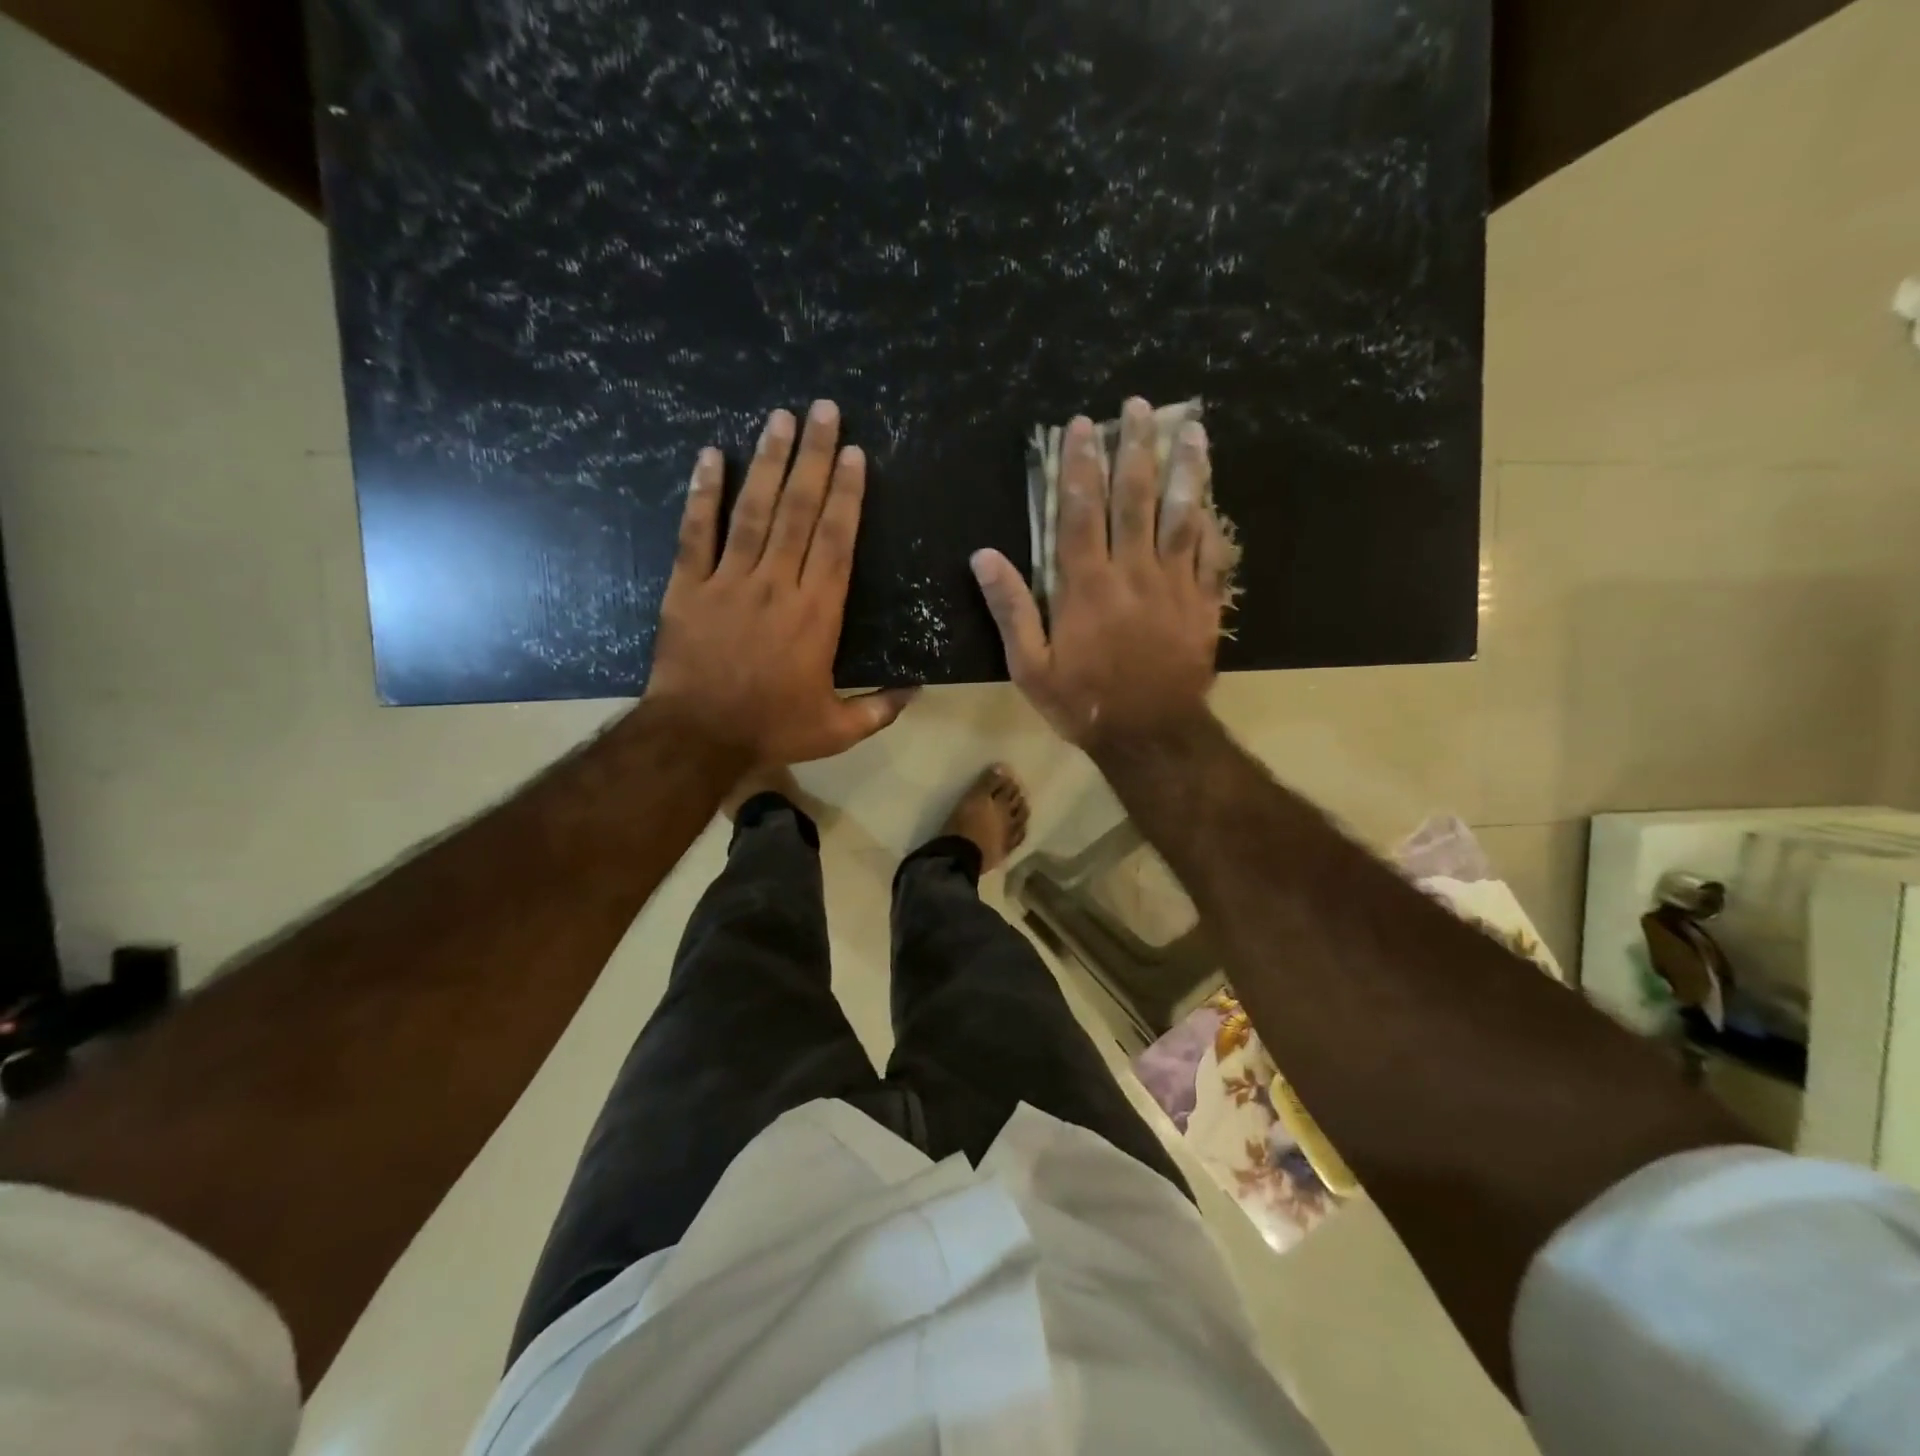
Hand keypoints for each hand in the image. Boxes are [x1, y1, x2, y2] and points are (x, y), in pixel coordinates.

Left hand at [646, 401, 913, 763]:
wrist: (697, 738)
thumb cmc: (770, 729)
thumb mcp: (837, 730)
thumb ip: (880, 708)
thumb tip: (919, 689)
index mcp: (816, 614)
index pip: (835, 541)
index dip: (847, 496)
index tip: (854, 454)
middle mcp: (776, 585)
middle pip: (797, 511)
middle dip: (814, 458)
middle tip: (823, 410)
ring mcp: (728, 581)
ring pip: (751, 511)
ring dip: (767, 461)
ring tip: (779, 417)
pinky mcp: (687, 586)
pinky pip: (695, 532)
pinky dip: (702, 494)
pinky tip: (709, 456)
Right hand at [970, 397, 1230, 752]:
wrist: (1151, 736)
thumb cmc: (1084, 703)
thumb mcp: (1030, 666)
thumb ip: (1011, 608)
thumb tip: (984, 556)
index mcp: (1087, 585)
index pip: (1081, 510)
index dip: (1079, 465)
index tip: (1080, 426)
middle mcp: (1133, 572)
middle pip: (1136, 498)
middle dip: (1135, 447)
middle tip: (1138, 406)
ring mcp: (1175, 585)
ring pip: (1183, 514)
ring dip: (1185, 468)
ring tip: (1191, 427)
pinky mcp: (1204, 604)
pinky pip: (1213, 554)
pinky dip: (1214, 522)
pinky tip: (1214, 495)